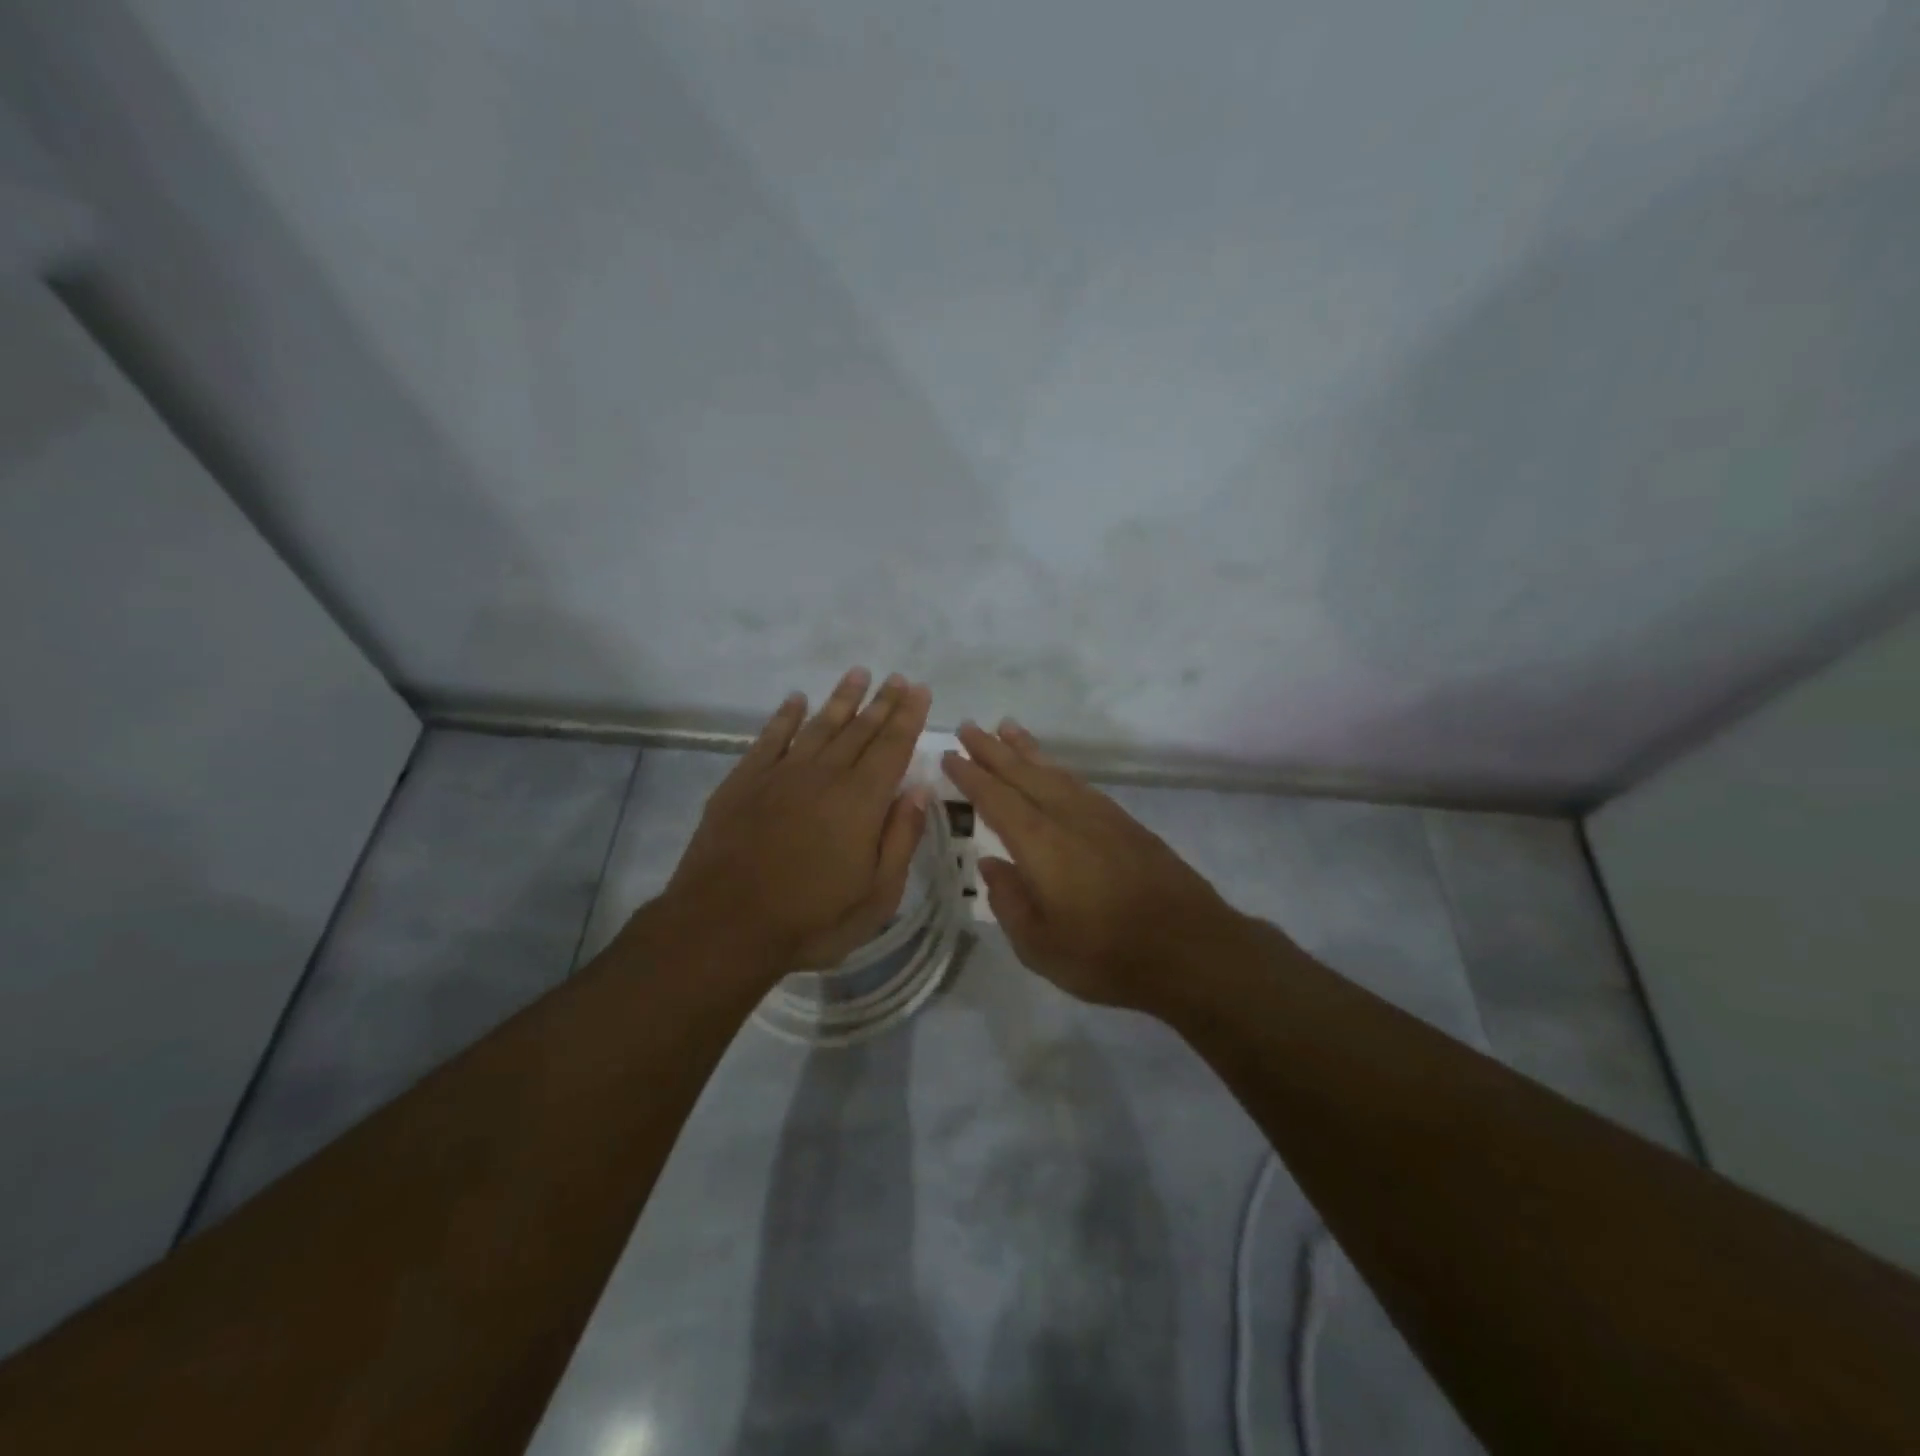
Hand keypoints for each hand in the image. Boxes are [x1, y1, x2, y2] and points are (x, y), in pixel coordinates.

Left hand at [664, 668, 933, 972]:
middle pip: (860, 729)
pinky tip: (795, 700)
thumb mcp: (877, 895)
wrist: (724, 924)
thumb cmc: (811, 918)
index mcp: (861, 801)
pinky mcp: (744, 781)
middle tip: (898, 678)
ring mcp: (781, 774)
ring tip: (859, 673)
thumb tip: (919, 790)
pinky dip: (785, 716)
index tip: (920, 690)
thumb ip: (901, 839)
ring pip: (819, 725)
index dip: (909, 717)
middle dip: (883, 702)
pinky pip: (770, 737)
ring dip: (841, 699)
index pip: (893, 747)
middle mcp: (825, 775)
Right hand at [942, 720, 1243, 1008]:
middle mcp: (1068, 817)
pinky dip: (1059, 769)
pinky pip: (1080, 783)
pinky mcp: (1125, 823)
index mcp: (1040, 844)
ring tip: (1006, 728)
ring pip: (1055, 772)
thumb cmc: (1106, 954)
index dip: (971, 776)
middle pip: (1024, 774)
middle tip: (969, 727)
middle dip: (993, 750)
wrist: (1190, 948)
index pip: (996, 799)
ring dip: (1027, 750)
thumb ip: (1009, 901)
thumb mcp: (1040, 945)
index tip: (950, 754)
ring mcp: (1100, 816)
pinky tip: (1053, 770)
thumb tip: (991, 866)